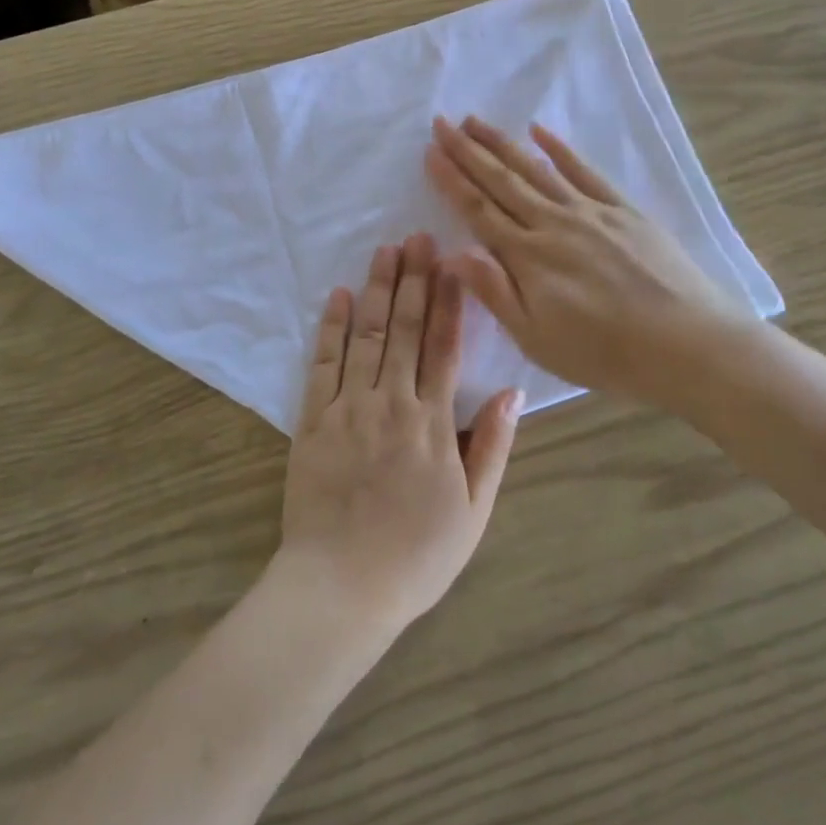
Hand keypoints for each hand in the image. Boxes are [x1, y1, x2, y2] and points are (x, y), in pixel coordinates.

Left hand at [277, 234, 520, 635]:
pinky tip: (337, 295)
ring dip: (376, 289)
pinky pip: (323, 363)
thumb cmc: (415, 556)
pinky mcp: (312, 419)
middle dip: (413, 279)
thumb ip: (491, 447)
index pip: (444, 347)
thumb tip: (513, 391)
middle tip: (418, 236)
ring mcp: (349, 407)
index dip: (450, 301)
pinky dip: (330, 326)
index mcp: (433, 423)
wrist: (340, 587)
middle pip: (404, 329)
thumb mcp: (472, 511)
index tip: (453, 262)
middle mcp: (392, 402)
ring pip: (366, 335)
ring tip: (385, 250)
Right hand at [425, 116, 749, 395]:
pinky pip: (584, 171)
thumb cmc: (604, 353)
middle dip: (468, 150)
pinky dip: (560, 149)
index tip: (430, 152)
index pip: (478, 209)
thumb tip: (451, 252)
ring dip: (503, 143)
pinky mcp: (623, 211)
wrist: (688, 345)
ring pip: (536, 169)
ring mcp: (590, 212)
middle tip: (443, 122)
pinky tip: (541, 131)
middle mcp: (552, 223)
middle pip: (501, 181)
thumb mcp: (536, 338)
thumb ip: (493, 291)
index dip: (451, 179)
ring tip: (476, 121)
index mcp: (527, 256)